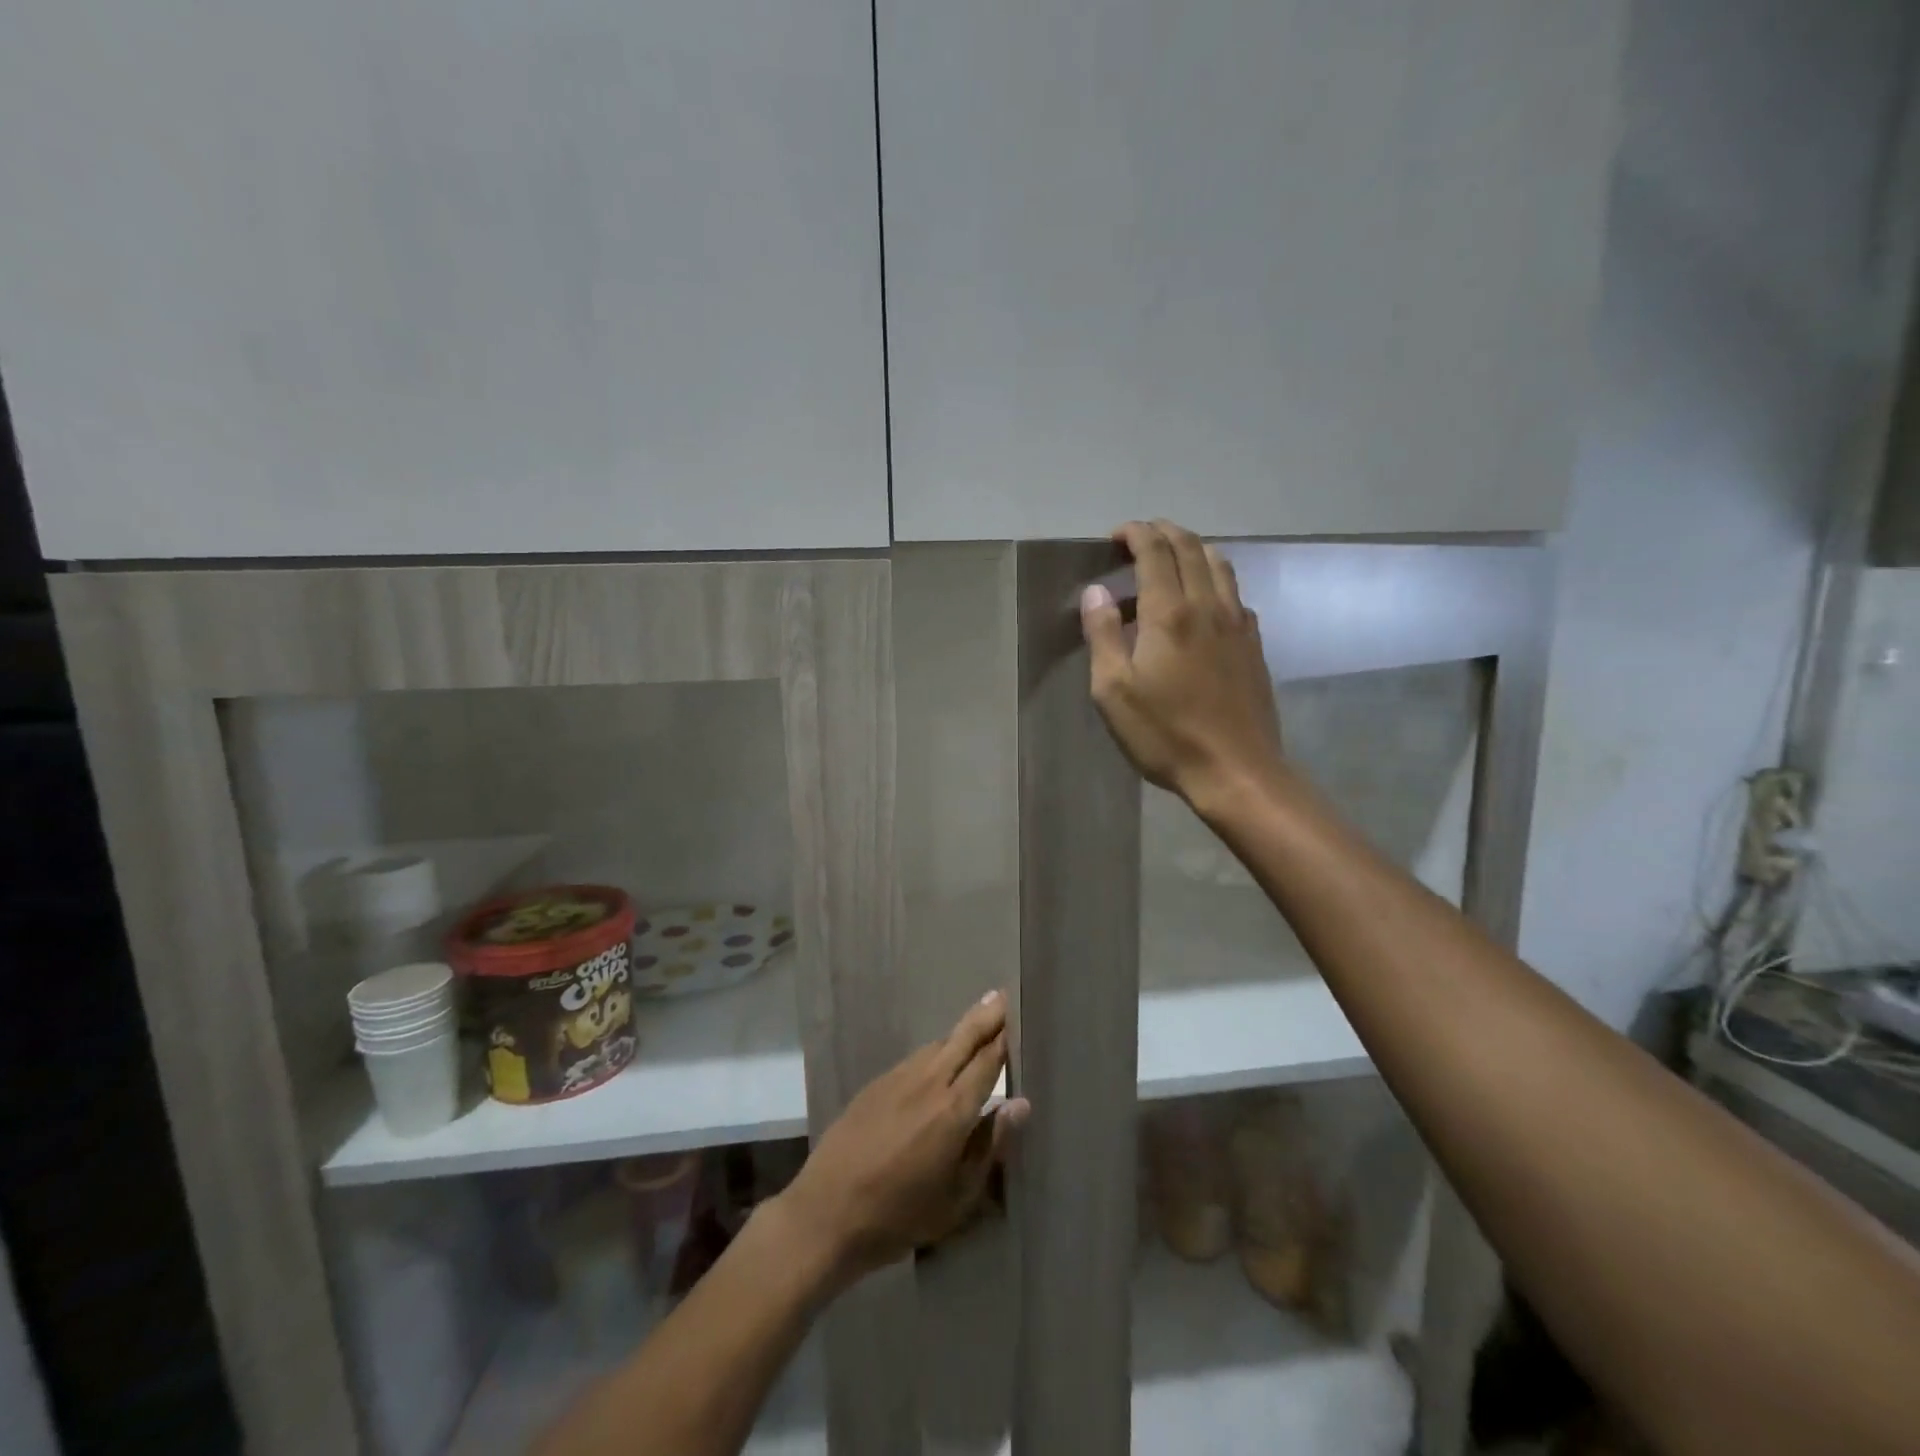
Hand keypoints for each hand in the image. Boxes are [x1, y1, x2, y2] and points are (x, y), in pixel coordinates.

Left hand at [776, 992, 1028, 1284]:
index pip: (988, 1060)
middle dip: (986, 1015)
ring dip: (961, 1031)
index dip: (1006, 1036)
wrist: (827, 1212)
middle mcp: (929, 1082)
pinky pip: (916, 1057)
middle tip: (1003, 995)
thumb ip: (990, 1147)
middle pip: (964, 1037)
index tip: (1019, 1013)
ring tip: (978, 1021)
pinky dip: (937, 1050)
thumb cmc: (900, 1215)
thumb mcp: (958, 1198)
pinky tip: (941, 1057)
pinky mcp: (877, 1083)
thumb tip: (1019, 1104)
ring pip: (939, 1044)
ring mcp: (899, 1078)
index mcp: (953, 1109)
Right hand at [1081, 519, 1284, 806]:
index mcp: (1169, 613)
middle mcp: (1208, 605)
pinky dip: (1213, 580)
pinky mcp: (1253, 643)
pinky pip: (1234, 593)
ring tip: (1169, 562)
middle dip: (1163, 532)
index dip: (1135, 533)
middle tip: (1139, 538)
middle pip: (1191, 547)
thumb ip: (1102, 635)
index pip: (1155, 551)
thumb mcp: (1113, 691)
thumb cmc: (1165, 733)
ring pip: (1219, 564)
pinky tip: (1199, 605)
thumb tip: (1096, 591)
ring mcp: (1238, 623)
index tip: (1115, 536)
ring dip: (1192, 550)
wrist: (1235, 770)